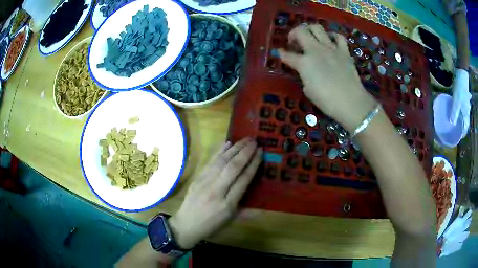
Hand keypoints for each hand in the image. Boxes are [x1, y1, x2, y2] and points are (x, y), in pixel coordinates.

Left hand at [168, 138, 261, 248]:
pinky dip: (219, 151)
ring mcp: (205, 182)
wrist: (186, 224)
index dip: (253, 165)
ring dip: (234, 148)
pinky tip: (227, 143)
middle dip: (245, 152)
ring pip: (221, 161)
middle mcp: (216, 191)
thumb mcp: (231, 221)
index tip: (260, 153)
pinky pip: (210, 162)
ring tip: (245, 139)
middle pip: (233, 167)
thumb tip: (264, 208)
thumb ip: (248, 213)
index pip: (243, 180)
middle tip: (255, 141)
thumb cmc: (211, 225)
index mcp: (228, 204)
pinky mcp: (198, 178)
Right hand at [279, 24, 376, 131]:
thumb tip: (305, 70)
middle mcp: (316, 50)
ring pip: (317, 28)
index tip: (279, 53)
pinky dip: (333, 36)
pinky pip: (338, 37)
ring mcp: (331, 48)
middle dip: (293, 34)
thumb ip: (304, 76)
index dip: (281, 54)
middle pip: (300, 31)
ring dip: (310, 30)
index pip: (287, 55)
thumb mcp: (308, 90)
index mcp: (304, 62)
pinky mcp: (344, 51)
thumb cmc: (327, 101)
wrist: (351, 102)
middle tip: (294, 42)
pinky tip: (331, 41)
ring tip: (311, 38)